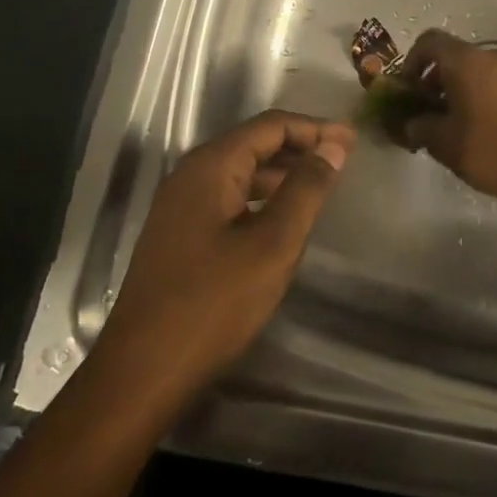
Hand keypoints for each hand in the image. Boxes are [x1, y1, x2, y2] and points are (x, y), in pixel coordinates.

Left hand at [90, 111, 354, 401]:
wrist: (143, 371)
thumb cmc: (213, 303)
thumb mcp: (273, 244)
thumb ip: (305, 190)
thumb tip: (333, 147)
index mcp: (210, 167)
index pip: (270, 126)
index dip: (315, 128)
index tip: (353, 141)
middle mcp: (190, 176)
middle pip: (253, 144)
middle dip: (300, 147)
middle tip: (343, 159)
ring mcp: (180, 206)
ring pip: (240, 172)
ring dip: (281, 173)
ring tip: (320, 185)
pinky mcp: (179, 234)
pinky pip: (228, 198)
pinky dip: (261, 197)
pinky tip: (282, 219)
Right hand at [400, 30, 496, 205]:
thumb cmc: (489, 149)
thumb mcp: (443, 142)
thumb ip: (419, 126)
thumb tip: (411, 123)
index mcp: (466, 61)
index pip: (429, 42)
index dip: (411, 62)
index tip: (407, 90)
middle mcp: (491, 57)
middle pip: (452, 56)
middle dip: (432, 80)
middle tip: (424, 111)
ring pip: (473, 70)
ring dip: (454, 89)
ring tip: (447, 124)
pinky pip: (492, 83)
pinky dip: (476, 96)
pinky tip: (473, 128)